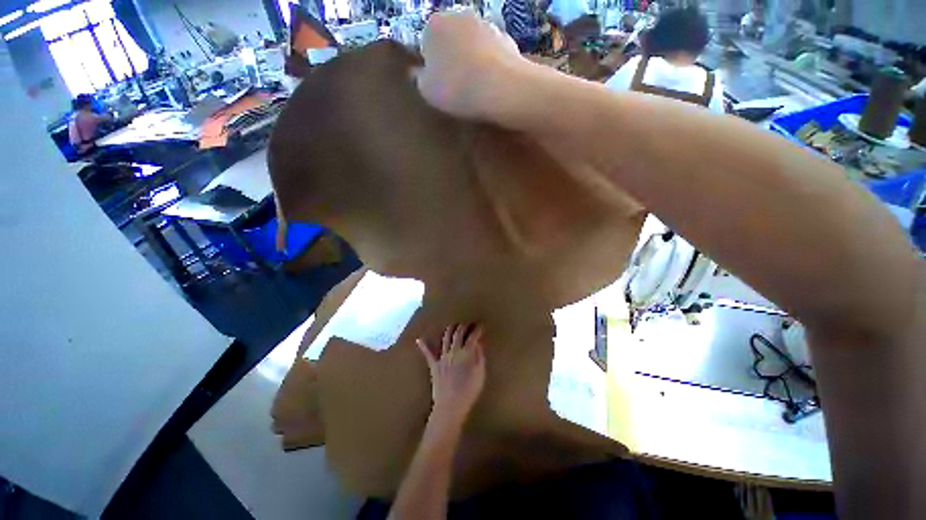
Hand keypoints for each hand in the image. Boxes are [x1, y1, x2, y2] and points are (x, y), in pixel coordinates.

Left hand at [416, 324, 486, 425]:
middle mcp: (453, 350)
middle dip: (464, 326)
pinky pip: (428, 354)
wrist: (450, 406)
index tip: (481, 326)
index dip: (477, 330)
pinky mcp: (434, 365)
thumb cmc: (469, 391)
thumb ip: (480, 356)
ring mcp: (442, 357)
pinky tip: (419, 339)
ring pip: (445, 337)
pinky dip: (423, 346)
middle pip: (458, 333)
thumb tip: (478, 343)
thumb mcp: (480, 374)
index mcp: (466, 353)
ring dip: (450, 329)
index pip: (472, 337)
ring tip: (454, 325)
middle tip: (469, 324)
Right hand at [417, 10, 521, 119]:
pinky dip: (491, 65)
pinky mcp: (507, 37)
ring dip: (473, 60)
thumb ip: (419, 79)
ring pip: (474, 44)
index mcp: (434, 24)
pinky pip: (493, 53)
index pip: (427, 43)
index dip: (432, 65)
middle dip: (453, 58)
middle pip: (452, 40)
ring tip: (477, 87)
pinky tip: (492, 83)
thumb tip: (419, 73)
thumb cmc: (456, 88)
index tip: (439, 83)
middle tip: (457, 85)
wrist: (499, 88)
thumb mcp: (427, 90)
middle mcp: (460, 15)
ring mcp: (486, 24)